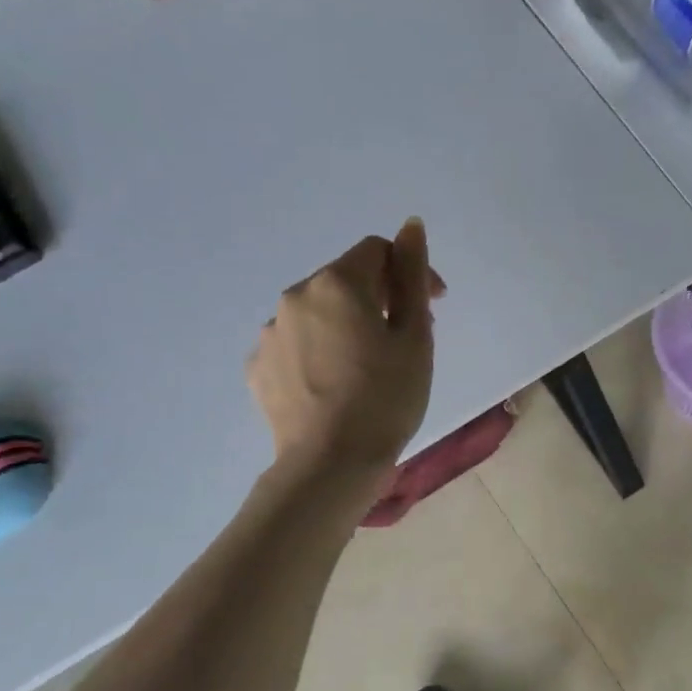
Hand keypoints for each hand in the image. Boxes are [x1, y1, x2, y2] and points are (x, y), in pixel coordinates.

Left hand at [249, 219, 444, 473]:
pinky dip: (319, 352)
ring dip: (347, 325)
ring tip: (368, 368)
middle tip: (406, 340)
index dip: (410, 271)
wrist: (329, 465)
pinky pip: (296, 344)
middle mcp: (295, 296)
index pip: (377, 251)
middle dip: (380, 298)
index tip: (433, 307)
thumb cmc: (386, 399)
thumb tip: (411, 225)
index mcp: (337, 283)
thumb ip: (412, 275)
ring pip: (319, 313)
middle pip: (346, 280)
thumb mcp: (414, 337)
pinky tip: (336, 385)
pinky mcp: (258, 366)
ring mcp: (270, 332)